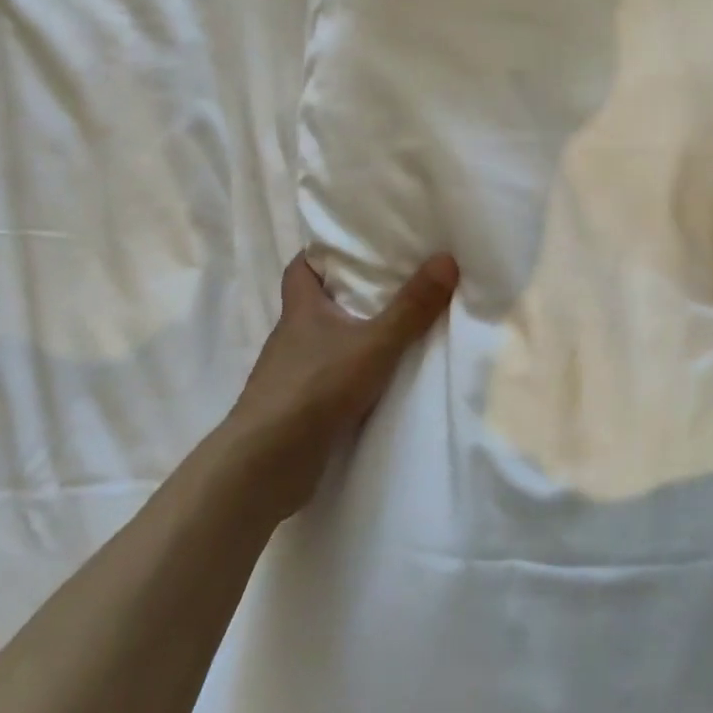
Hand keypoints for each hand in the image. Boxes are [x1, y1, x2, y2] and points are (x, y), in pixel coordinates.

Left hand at [231, 252, 458, 519]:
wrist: (266, 464)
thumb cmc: (315, 388)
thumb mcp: (374, 344)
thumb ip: (411, 307)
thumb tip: (446, 259)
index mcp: (300, 310)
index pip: (300, 269)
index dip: (321, 255)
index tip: (353, 248)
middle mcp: (291, 337)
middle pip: (316, 304)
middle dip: (348, 294)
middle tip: (392, 283)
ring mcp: (291, 375)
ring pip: (324, 343)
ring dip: (351, 337)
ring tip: (395, 328)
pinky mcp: (298, 408)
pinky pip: (328, 379)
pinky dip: (349, 374)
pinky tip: (378, 380)